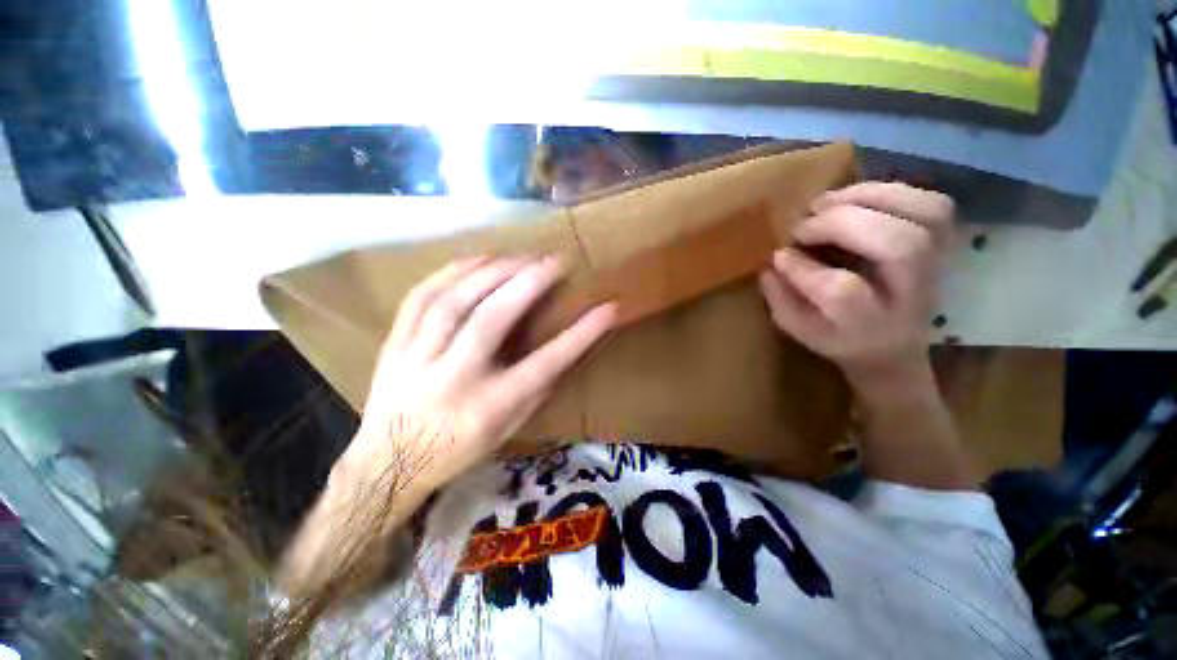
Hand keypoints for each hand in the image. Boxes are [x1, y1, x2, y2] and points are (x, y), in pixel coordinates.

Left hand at [350, 256, 615, 489]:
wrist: (389, 462)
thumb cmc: (459, 449)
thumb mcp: (509, 429)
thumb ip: (538, 389)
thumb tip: (565, 347)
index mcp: (489, 407)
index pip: (545, 364)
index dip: (581, 333)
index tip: (607, 308)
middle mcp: (453, 380)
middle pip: (492, 320)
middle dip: (528, 283)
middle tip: (553, 261)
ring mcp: (417, 358)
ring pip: (454, 301)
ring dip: (491, 271)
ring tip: (519, 257)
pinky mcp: (395, 344)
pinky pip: (421, 296)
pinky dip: (451, 271)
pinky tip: (477, 260)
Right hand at [759, 182, 954, 383]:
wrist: (896, 345)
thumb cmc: (841, 338)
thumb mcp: (801, 330)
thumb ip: (782, 299)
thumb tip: (771, 264)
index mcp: (870, 326)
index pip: (843, 291)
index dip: (805, 268)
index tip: (779, 256)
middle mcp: (915, 295)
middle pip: (899, 246)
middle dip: (841, 224)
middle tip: (803, 226)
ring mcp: (940, 266)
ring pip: (927, 215)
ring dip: (868, 198)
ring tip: (826, 203)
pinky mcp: (947, 242)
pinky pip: (932, 202)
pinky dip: (890, 190)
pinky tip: (854, 197)